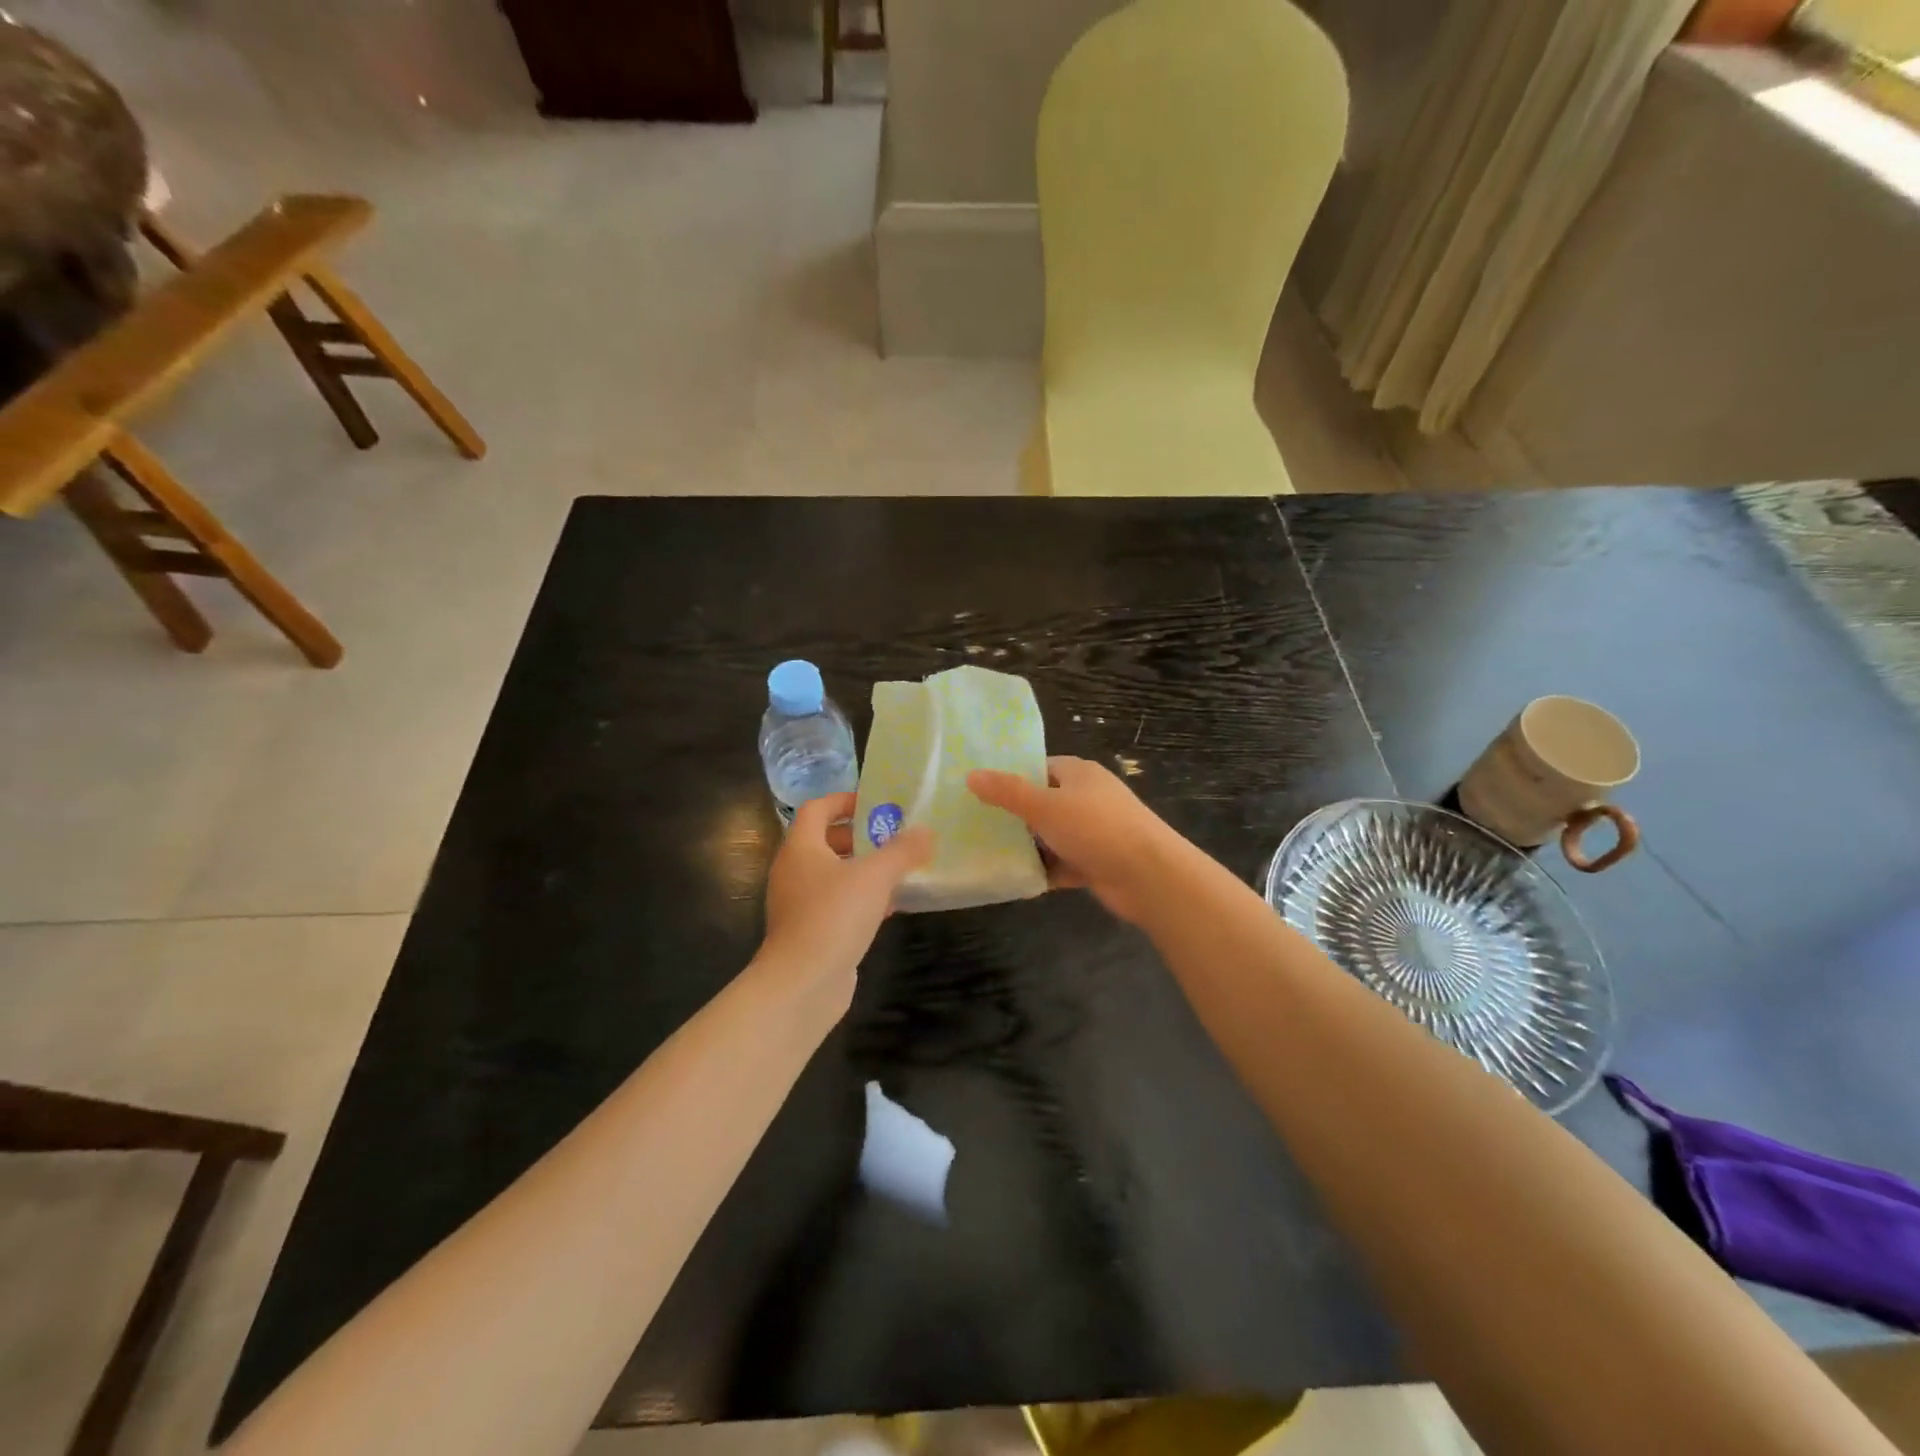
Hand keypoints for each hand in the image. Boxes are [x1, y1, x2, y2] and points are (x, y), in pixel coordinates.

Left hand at [758, 792, 932, 1008]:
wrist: (802, 984)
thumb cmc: (833, 916)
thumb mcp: (875, 876)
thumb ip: (902, 851)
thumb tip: (926, 831)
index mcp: (801, 847)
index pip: (817, 808)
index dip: (844, 800)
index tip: (875, 804)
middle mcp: (794, 871)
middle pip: (825, 840)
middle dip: (859, 836)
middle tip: (893, 836)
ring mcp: (799, 904)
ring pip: (832, 874)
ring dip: (863, 868)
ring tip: (898, 869)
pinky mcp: (810, 931)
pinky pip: (836, 903)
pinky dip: (860, 898)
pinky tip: (889, 907)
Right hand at [967, 756, 1181, 924]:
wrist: (1149, 876)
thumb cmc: (1096, 828)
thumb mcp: (1045, 806)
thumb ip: (1007, 792)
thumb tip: (971, 775)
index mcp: (1079, 774)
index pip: (1039, 768)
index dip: (1011, 778)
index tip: (979, 792)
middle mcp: (1087, 798)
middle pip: (1043, 803)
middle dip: (1014, 816)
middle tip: (975, 826)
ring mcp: (1093, 832)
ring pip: (1051, 836)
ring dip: (1028, 847)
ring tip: (987, 853)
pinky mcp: (1096, 862)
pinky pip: (1062, 864)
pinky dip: (1044, 871)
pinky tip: (1016, 880)